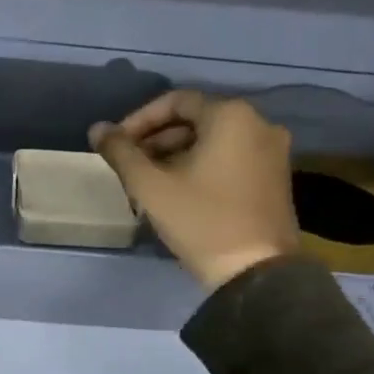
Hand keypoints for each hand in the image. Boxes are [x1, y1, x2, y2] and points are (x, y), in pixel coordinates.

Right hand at [90, 90, 300, 290]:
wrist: (255, 272)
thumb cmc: (201, 220)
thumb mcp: (150, 186)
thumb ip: (121, 152)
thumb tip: (97, 128)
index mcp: (231, 116)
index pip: (175, 101)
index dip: (139, 120)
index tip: (117, 144)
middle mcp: (259, 124)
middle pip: (196, 120)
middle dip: (157, 139)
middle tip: (129, 164)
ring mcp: (272, 152)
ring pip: (213, 140)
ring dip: (176, 154)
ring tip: (148, 181)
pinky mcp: (275, 177)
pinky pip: (231, 157)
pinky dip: (201, 165)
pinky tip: (178, 190)